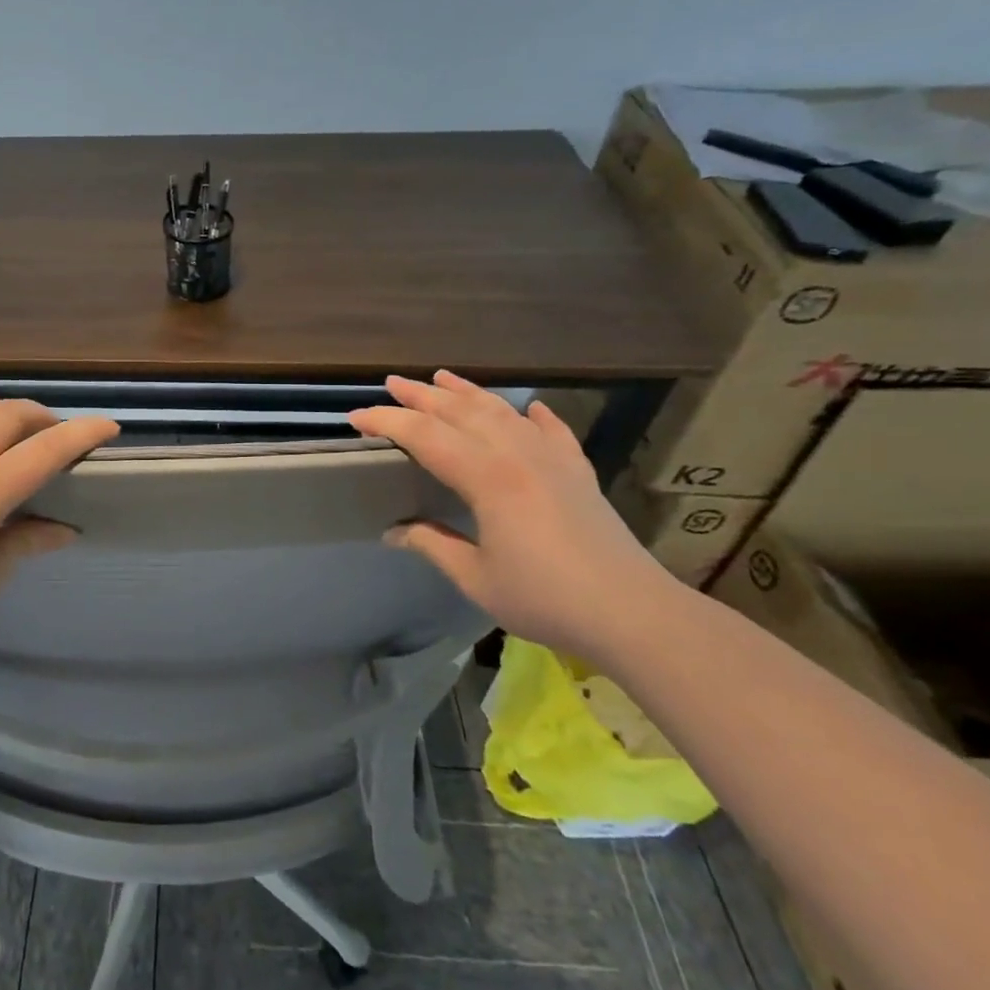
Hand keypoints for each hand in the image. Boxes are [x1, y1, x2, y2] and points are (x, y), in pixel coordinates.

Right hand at [349, 372, 677, 657]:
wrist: (632, 612)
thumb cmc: (545, 598)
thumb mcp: (476, 577)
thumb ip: (433, 545)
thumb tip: (394, 531)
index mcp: (487, 477)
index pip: (425, 436)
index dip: (387, 422)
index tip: (356, 417)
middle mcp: (517, 454)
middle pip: (461, 411)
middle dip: (422, 395)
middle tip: (392, 382)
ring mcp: (552, 458)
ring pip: (502, 411)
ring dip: (468, 392)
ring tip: (443, 377)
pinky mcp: (578, 471)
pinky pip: (551, 431)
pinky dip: (535, 415)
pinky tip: (530, 408)